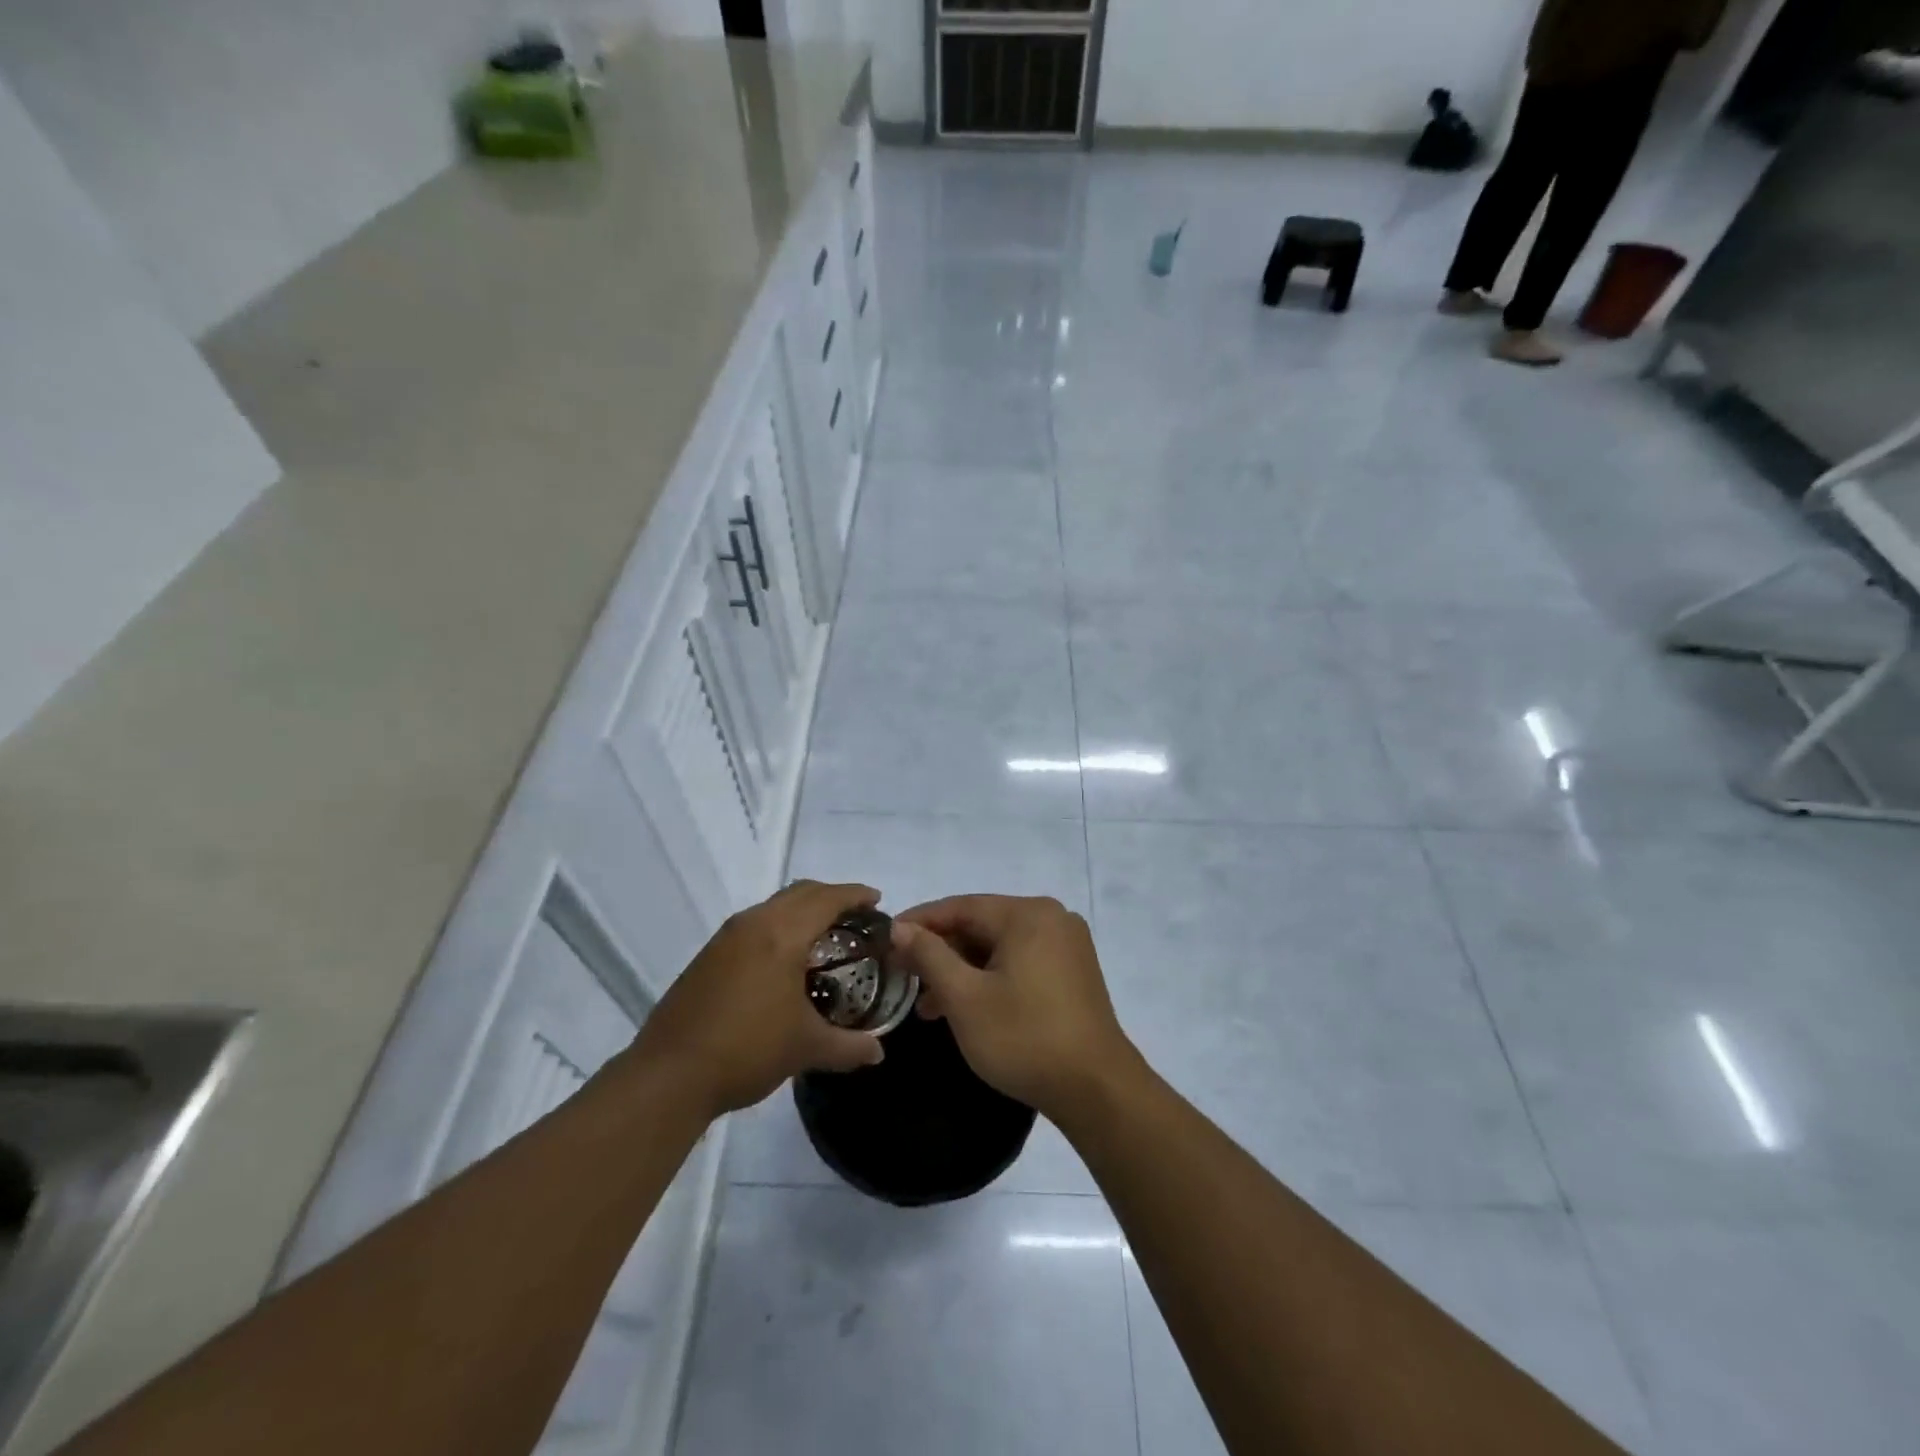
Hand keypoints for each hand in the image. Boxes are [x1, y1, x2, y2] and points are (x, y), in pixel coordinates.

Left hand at [633, 880, 885, 1117]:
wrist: (668, 1076)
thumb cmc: (747, 1050)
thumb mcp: (805, 1048)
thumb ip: (849, 1046)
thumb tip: (878, 1053)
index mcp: (782, 935)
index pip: (827, 899)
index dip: (855, 895)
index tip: (877, 900)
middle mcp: (754, 923)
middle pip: (800, 892)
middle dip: (831, 896)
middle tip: (855, 916)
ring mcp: (726, 937)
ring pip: (774, 906)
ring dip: (802, 910)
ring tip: (824, 936)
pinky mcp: (708, 955)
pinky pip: (755, 923)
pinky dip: (779, 926)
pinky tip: (784, 960)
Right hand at [891, 895, 1140, 1122]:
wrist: (1096, 1089)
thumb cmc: (1024, 1038)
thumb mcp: (965, 998)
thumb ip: (929, 956)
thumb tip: (900, 928)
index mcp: (1027, 914)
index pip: (961, 906)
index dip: (920, 922)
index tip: (885, 940)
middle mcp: (1051, 918)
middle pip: (981, 924)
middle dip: (941, 952)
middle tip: (904, 977)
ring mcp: (1066, 945)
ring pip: (999, 946)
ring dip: (962, 970)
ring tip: (928, 1006)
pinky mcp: (1072, 972)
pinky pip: (1020, 961)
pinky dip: (990, 978)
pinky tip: (966, 1007)